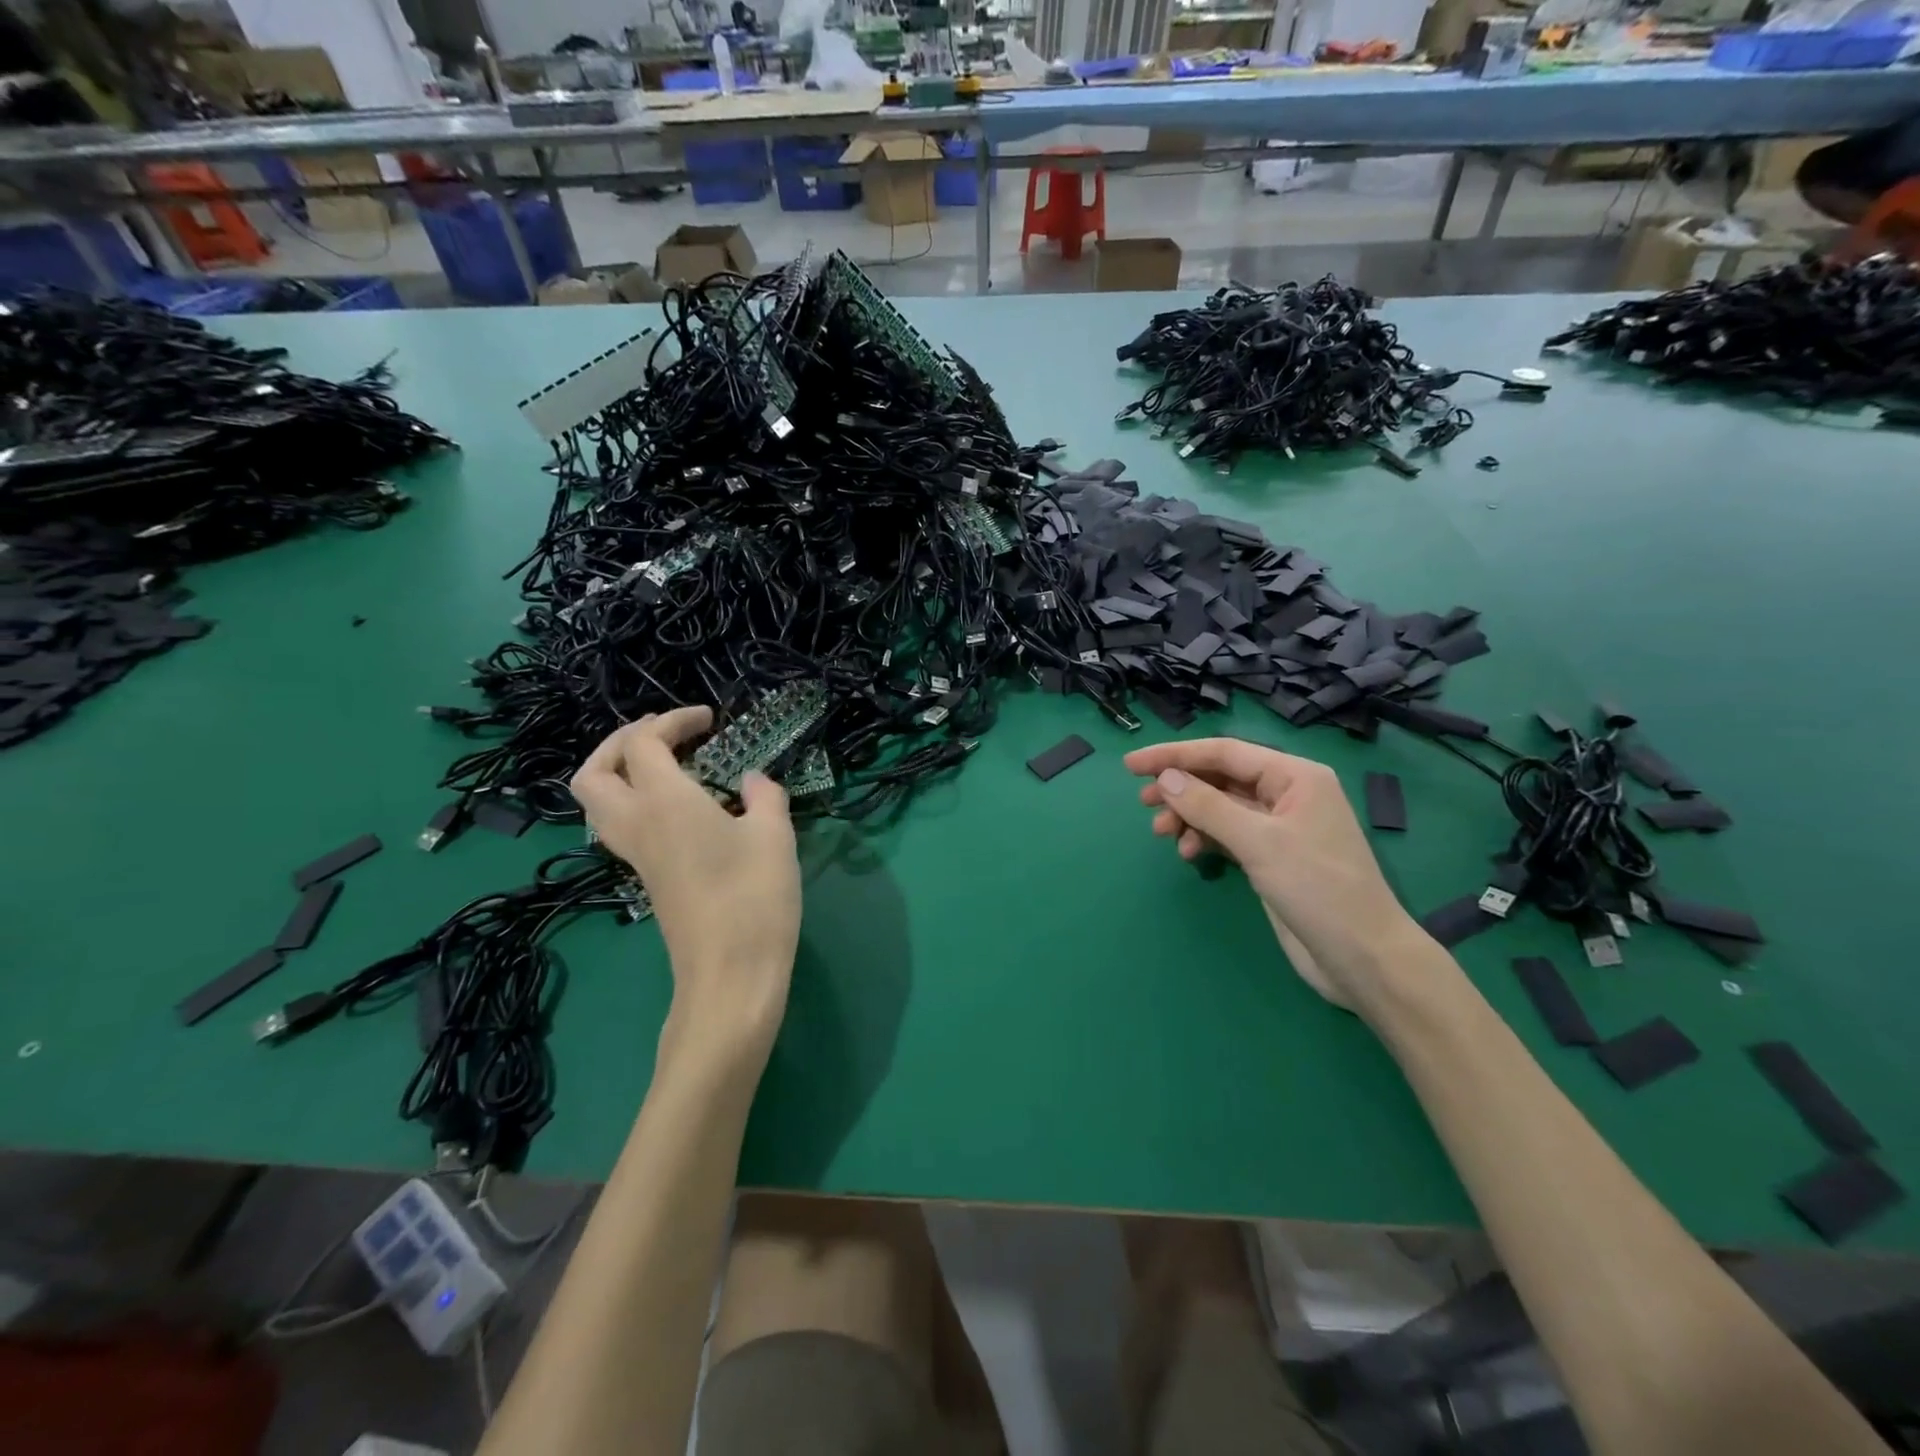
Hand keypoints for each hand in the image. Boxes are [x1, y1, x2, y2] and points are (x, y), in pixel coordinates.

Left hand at [571, 707, 800, 1058]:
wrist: (730, 974)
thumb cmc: (754, 897)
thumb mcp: (775, 835)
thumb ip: (764, 796)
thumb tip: (752, 781)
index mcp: (665, 803)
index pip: (642, 743)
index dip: (671, 721)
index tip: (709, 719)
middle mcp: (637, 824)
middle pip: (594, 771)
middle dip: (622, 742)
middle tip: (666, 737)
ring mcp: (636, 856)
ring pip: (597, 803)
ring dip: (620, 773)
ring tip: (667, 768)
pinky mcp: (646, 879)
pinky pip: (620, 825)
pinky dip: (636, 802)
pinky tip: (682, 809)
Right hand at [1123, 738, 1425, 1009]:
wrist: (1363, 959)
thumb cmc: (1318, 889)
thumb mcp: (1259, 843)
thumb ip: (1208, 806)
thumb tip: (1165, 778)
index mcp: (1295, 776)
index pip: (1224, 752)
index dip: (1175, 756)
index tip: (1131, 765)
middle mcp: (1287, 794)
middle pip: (1220, 777)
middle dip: (1181, 788)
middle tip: (1143, 803)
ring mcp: (1279, 827)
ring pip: (1220, 807)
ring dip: (1189, 816)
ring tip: (1162, 835)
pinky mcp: (1272, 857)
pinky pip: (1227, 834)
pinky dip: (1204, 839)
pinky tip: (1190, 854)